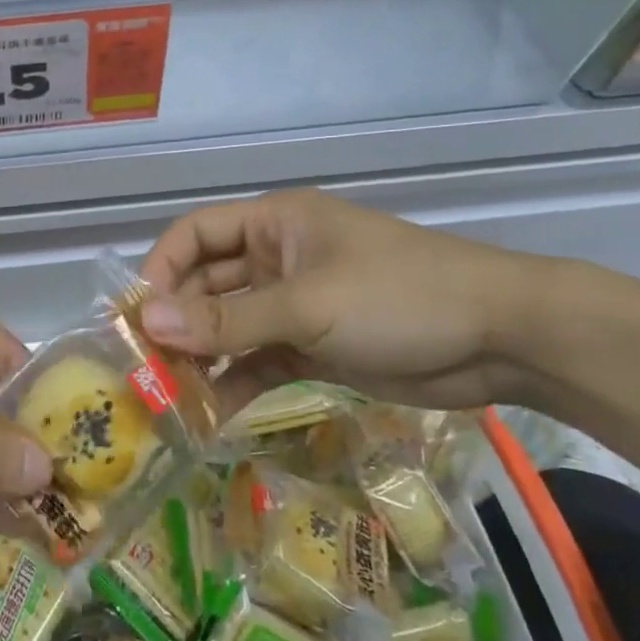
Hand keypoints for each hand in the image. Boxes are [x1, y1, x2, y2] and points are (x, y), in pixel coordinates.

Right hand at [138, 190, 539, 409]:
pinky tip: (210, 415)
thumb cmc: (398, 297)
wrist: (501, 339)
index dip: (161, 269)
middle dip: (178, 323)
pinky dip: (236, 384)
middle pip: (207, 286)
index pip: (194, 234)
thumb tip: (148, 324)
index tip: (138, 318)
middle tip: (145, 370)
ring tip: (169, 398)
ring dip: (202, 359)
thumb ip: (228, 321)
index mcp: (273, 225)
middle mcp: (276, 260)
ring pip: (230, 329)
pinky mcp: (313, 348)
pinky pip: (259, 362)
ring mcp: (295, 306)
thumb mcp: (308, 306)